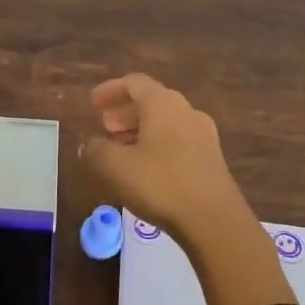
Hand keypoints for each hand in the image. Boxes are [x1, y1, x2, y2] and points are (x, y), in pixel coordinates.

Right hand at [79, 74, 248, 242]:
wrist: (214, 221)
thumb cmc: (160, 184)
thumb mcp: (114, 166)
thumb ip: (96, 149)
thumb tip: (90, 143)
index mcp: (163, 104)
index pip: (134, 83)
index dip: (111, 90)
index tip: (93, 102)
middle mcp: (187, 112)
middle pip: (152, 102)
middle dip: (125, 112)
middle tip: (104, 125)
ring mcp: (203, 136)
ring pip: (166, 123)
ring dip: (140, 130)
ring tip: (119, 148)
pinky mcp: (211, 160)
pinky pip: (178, 142)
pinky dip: (156, 145)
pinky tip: (144, 168)